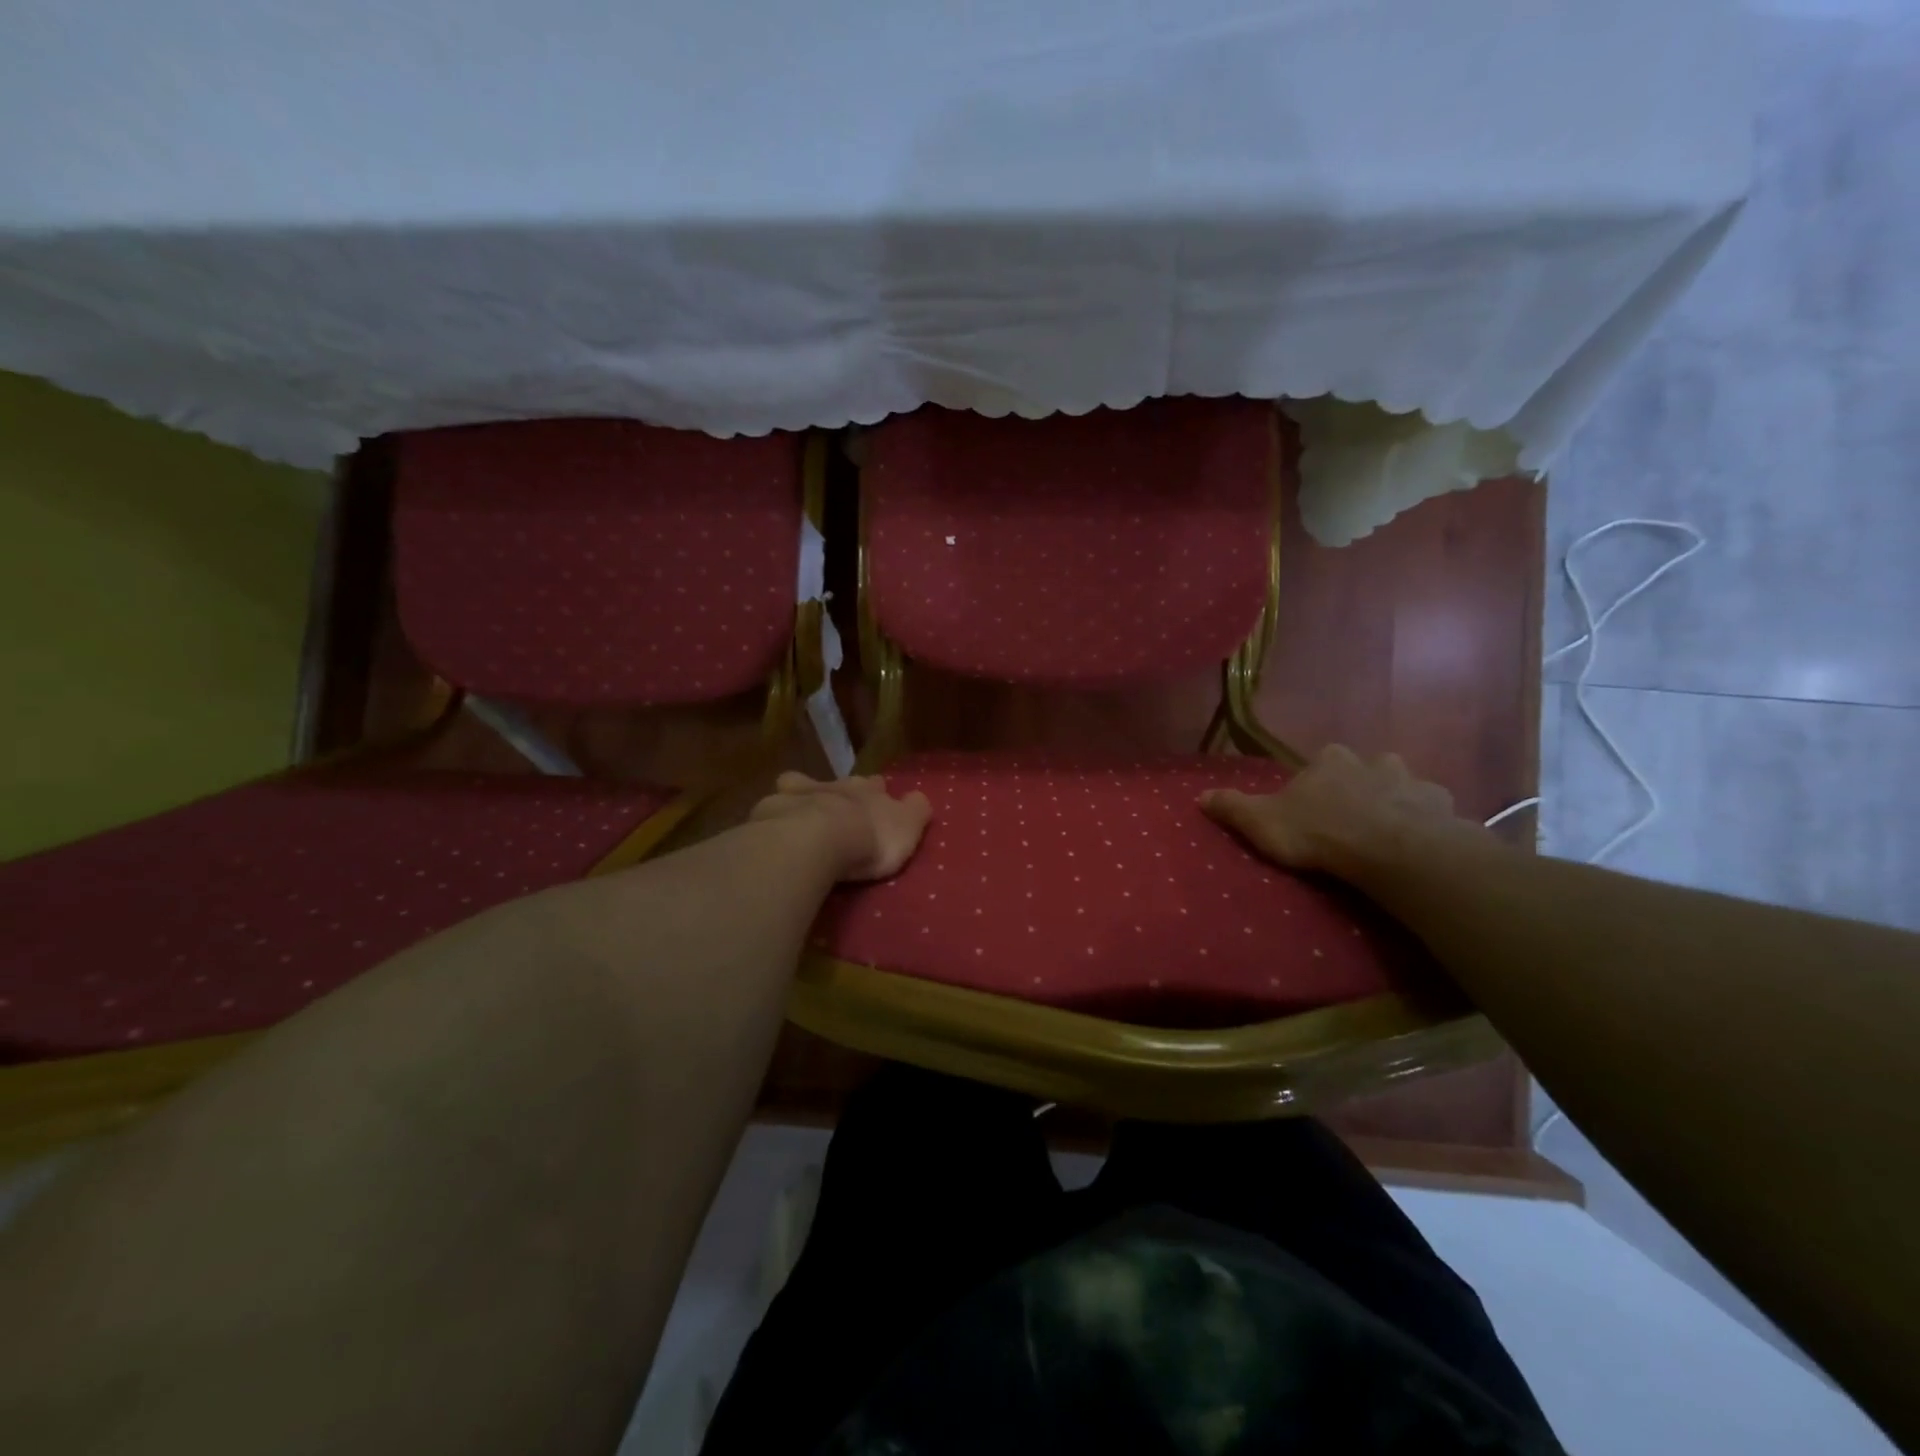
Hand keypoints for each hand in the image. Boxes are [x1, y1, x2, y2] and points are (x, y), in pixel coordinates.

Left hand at [749, 772, 932, 882]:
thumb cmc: (870, 838)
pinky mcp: (772, 809)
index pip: (877, 785)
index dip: (877, 794)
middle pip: (841, 783)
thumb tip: (919, 797)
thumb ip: (916, 810)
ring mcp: (801, 793)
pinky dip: (775, 814)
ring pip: (802, 785)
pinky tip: (773, 828)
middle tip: (842, 813)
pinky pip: (774, 805)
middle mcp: (836, 785)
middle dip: (842, 794)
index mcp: (870, 790)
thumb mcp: (908, 826)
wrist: (817, 840)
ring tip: (801, 817)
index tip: (877, 805)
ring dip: (804, 796)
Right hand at [1200, 745, 1476, 881]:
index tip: (1312, 808)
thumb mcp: (1262, 822)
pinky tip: (1417, 842)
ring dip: (1395, 801)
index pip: (1319, 764)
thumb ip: (1232, 807)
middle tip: (1351, 818)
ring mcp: (1411, 781)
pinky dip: (1425, 821)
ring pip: (1401, 786)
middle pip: (1364, 769)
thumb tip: (1198, 795)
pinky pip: (1431, 810)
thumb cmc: (1320, 831)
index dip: (1316, 784)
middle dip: (1359, 787)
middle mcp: (1371, 761)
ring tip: (1386, 831)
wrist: (1391, 849)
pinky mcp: (1441, 806)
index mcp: (1329, 761)